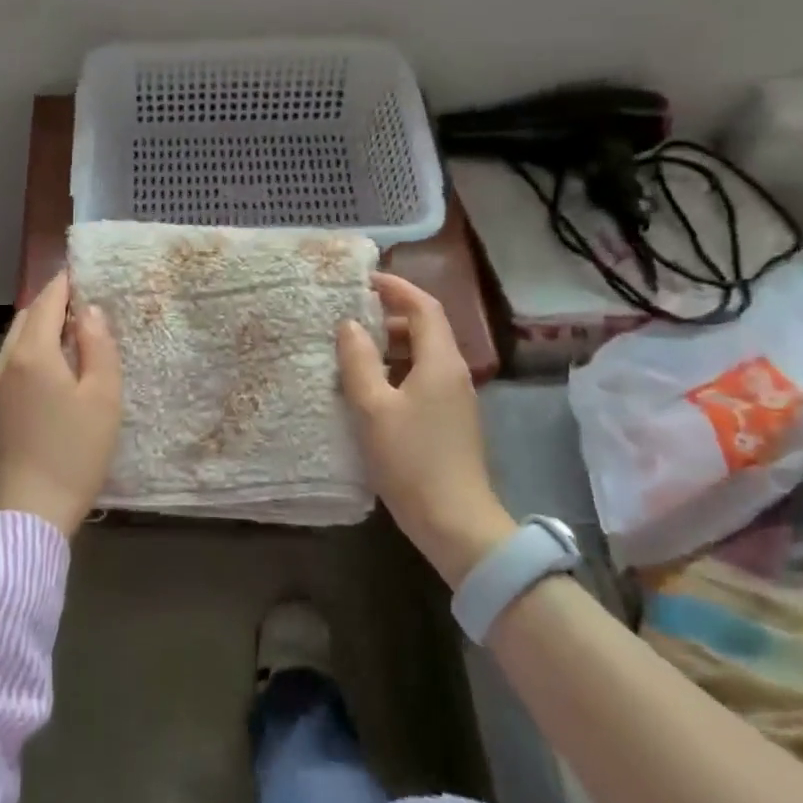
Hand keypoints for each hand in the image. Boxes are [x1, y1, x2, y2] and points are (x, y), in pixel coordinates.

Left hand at [0, 270, 122, 537]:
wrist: (29, 512)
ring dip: (43, 327)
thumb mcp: (103, 396)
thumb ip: (97, 345)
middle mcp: (7, 360)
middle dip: (54, 304)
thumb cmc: (75, 452)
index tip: (86, 272)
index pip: (47, 300)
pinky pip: (14, 360)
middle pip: (28, 316)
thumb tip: (89, 311)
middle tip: (87, 306)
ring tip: (76, 336)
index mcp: (33, 352)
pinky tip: (57, 369)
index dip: (67, 283)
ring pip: (18, 338)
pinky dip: (35, 350)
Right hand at [337, 273, 515, 586]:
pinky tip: (368, 390)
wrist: (455, 522)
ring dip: (388, 347)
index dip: (396, 288)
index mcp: (440, 361)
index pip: (423, 306)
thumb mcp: (373, 407)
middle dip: (387, 317)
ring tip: (350, 353)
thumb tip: (349, 324)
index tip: (363, 280)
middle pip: (423, 329)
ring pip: (421, 356)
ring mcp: (454, 399)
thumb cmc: (411, 459)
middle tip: (347, 319)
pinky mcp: (448, 421)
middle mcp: (453, 373)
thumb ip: (358, 361)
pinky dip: (395, 372)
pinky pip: (420, 379)